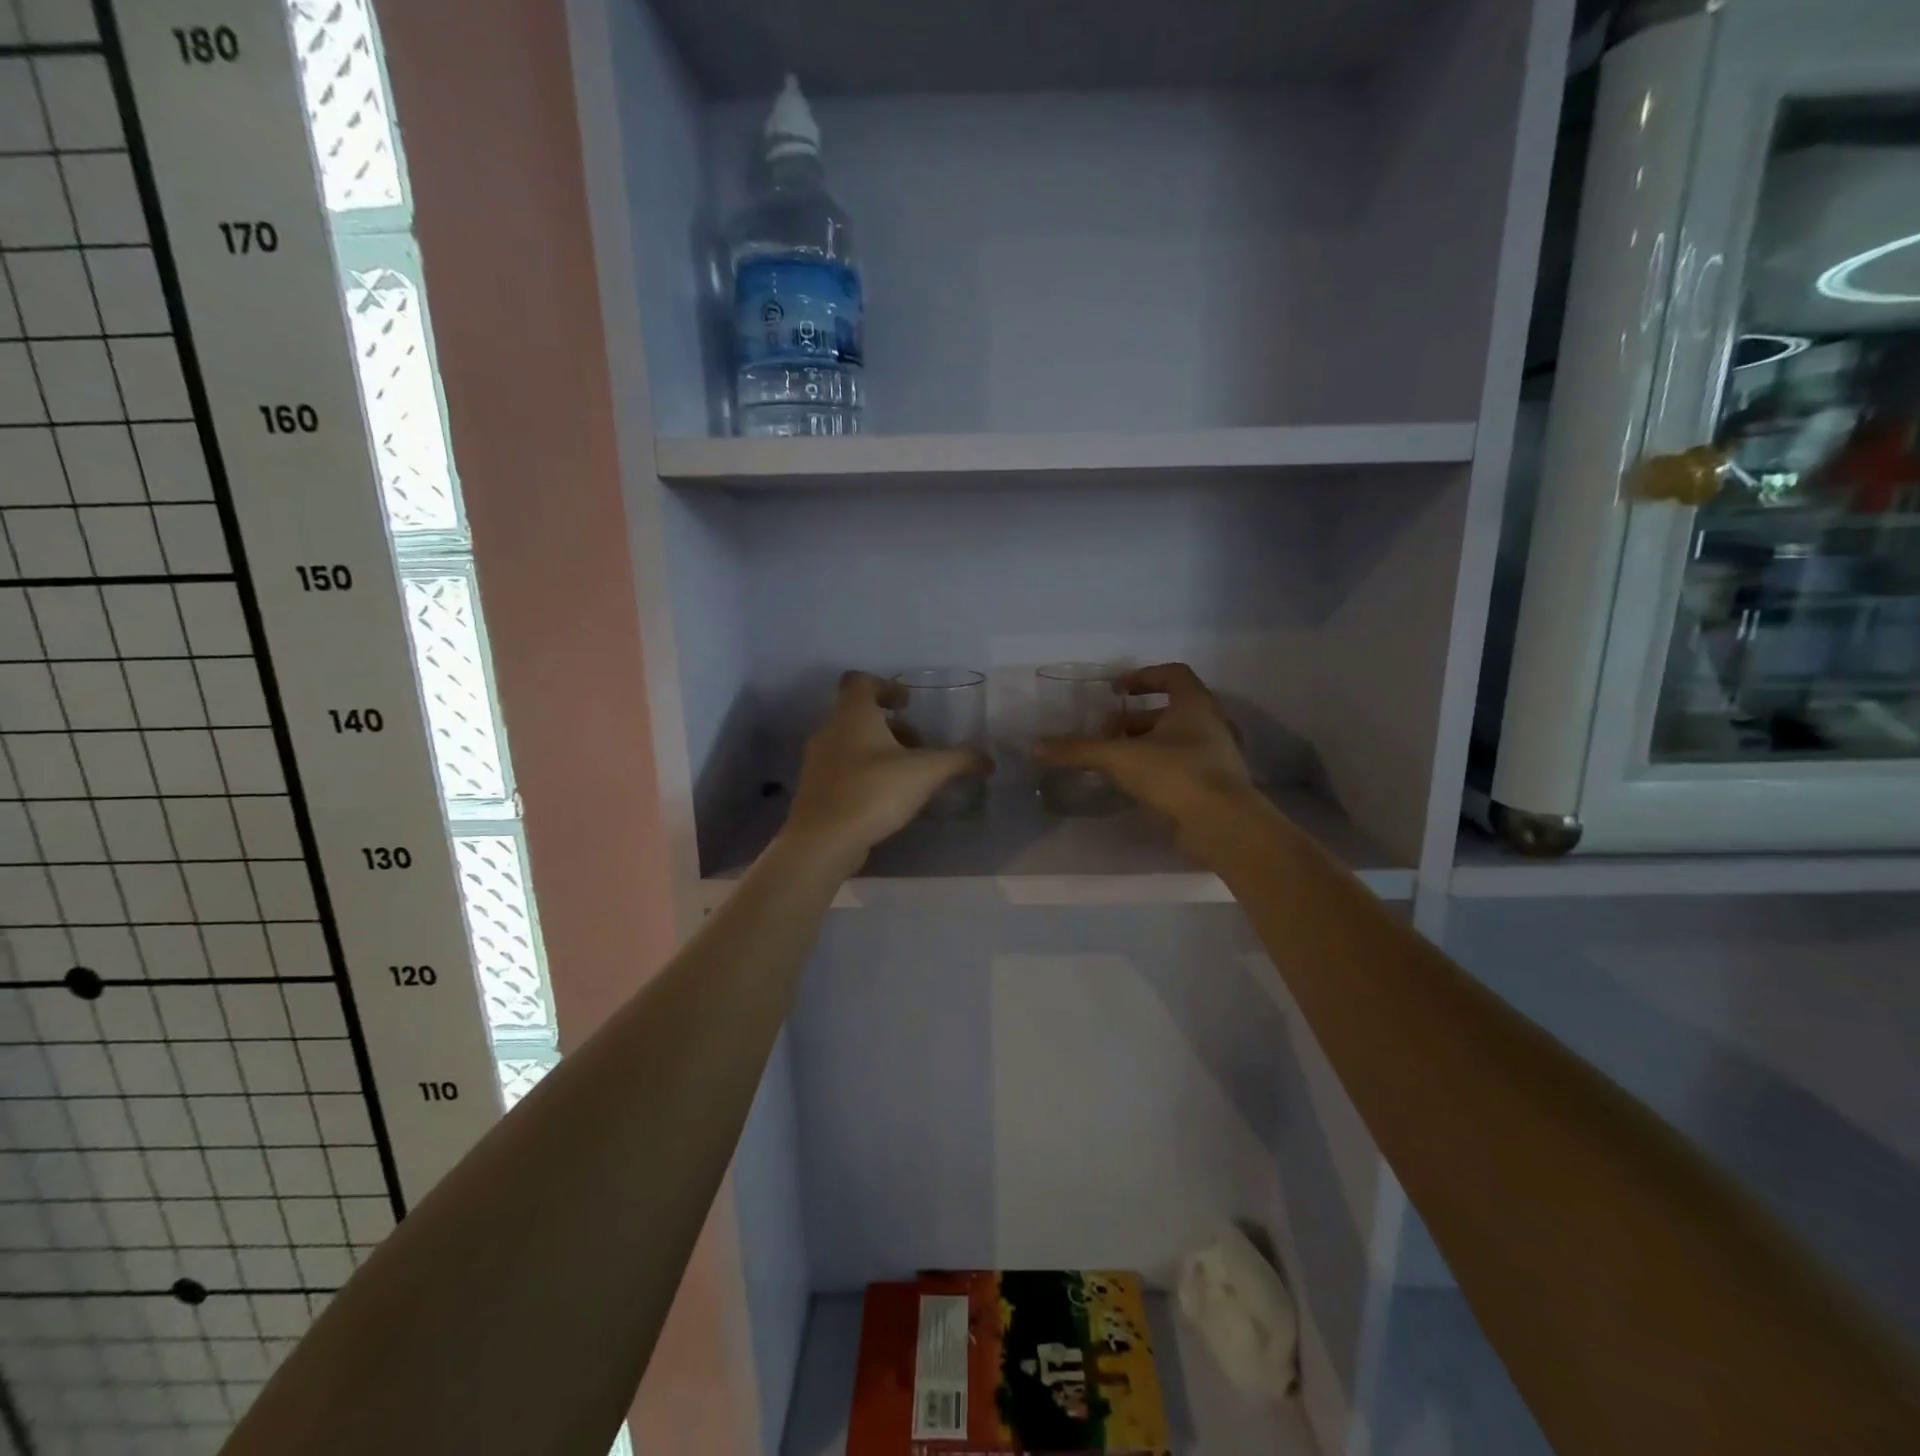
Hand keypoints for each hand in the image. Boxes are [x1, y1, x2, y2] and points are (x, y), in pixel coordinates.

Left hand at [782, 672, 992, 866]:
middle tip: (918, 747)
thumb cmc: (873, 793)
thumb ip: (959, 761)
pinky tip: (887, 799)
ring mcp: (817, 762)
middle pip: (859, 714)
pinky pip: (843, 770)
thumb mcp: (926, 773)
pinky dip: (866, 774)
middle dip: (892, 726)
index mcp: (852, 715)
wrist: (822, 842)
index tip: (908, 704)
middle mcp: (829, 731)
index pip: (860, 681)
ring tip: (907, 776)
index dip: (886, 686)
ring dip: (879, 751)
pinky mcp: (815, 790)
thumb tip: (988, 759)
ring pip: (851, 743)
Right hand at [1032, 663, 1256, 851]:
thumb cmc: (1175, 775)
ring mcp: (1216, 755)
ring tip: (1113, 759)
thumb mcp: (1120, 758)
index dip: (1143, 677)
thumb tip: (1036, 746)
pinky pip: (1181, 765)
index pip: (1172, 674)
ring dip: (1144, 744)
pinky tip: (1133, 784)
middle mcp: (1210, 724)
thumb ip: (1079, 750)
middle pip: (1171, 709)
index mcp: (1194, 704)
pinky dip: (1157, 767)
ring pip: (1176, 739)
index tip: (1116, 691)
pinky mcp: (1214, 784)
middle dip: (1134, 719)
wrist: (1223, 825)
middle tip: (1106, 732)